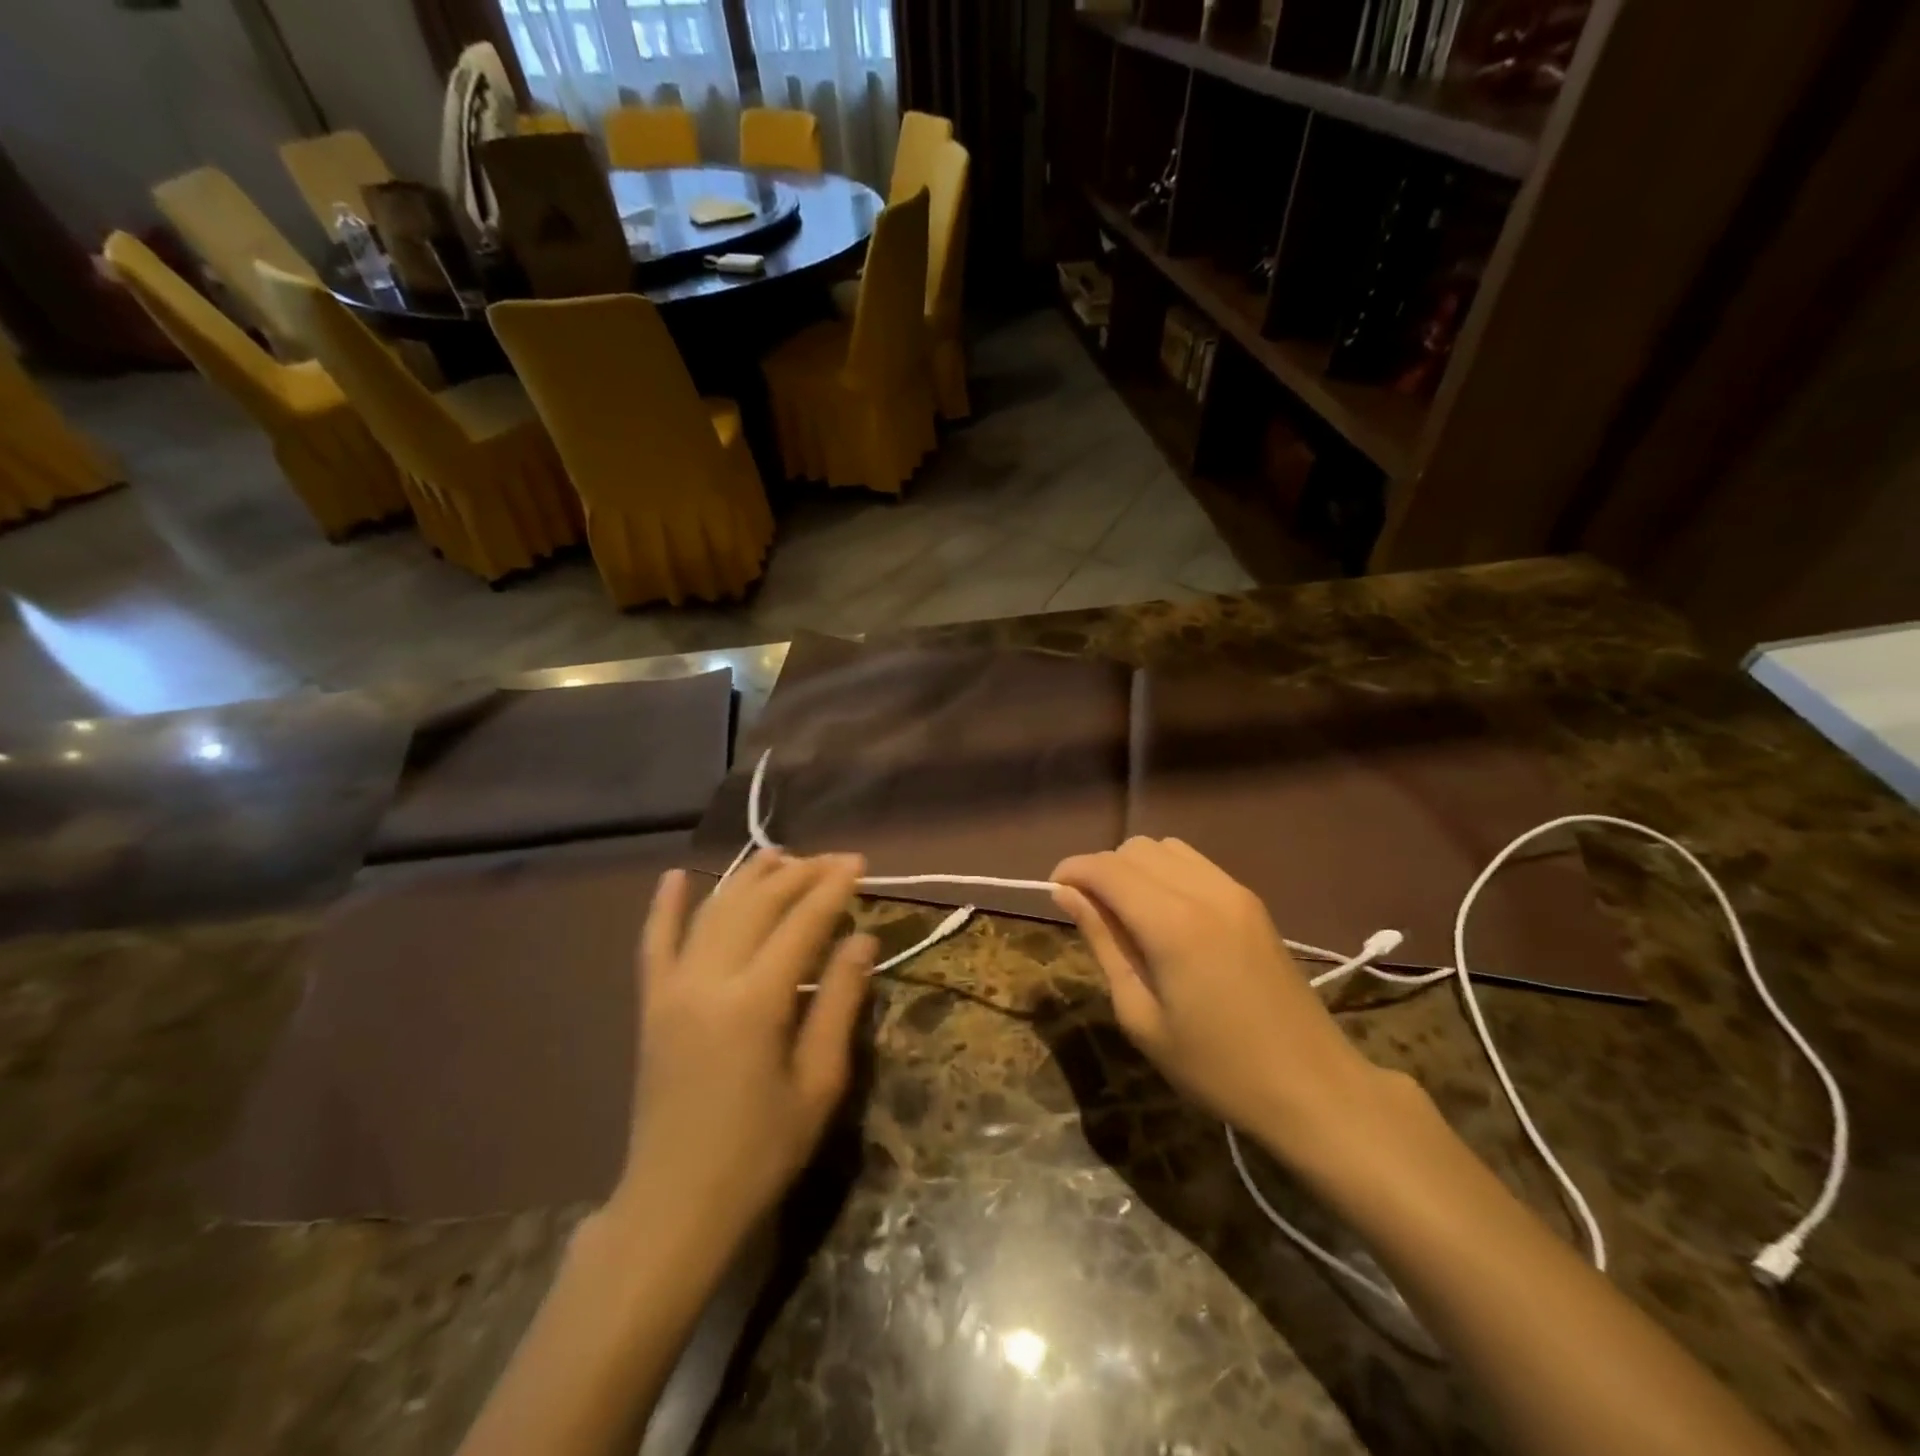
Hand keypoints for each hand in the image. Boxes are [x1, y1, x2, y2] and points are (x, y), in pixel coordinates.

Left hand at [605, 852, 873, 1250]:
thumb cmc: (760, 1151)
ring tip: (780, 856)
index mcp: (756, 1002)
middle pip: (758, 904)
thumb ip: (839, 1002)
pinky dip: (665, 907)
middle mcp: (709, 980)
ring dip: (748, 878)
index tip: (858, 863)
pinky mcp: (651, 1005)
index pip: (802, 923)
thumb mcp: (818, 1082)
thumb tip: (862, 939)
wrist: (675, 1204)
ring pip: (713, 911)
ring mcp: (672, 989)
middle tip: (832, 860)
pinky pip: (653, 944)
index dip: (833, 888)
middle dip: (799, 874)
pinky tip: (675, 876)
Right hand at [1051, 837, 1386, 1154]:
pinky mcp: (1251, 900)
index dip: (1072, 871)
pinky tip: (1164, 914)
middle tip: (1089, 914)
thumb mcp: (1141, 1016)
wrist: (1311, 1086)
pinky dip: (1166, 872)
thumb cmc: (1215, 1066)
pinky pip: (1194, 863)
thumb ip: (1103, 943)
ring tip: (1126, 913)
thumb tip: (1067, 895)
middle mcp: (1203, 890)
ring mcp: (1233, 891)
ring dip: (1134, 867)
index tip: (1053, 893)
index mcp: (1172, 923)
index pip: (1106, 868)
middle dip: (1101, 870)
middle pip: (1133, 849)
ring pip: (1165, 847)